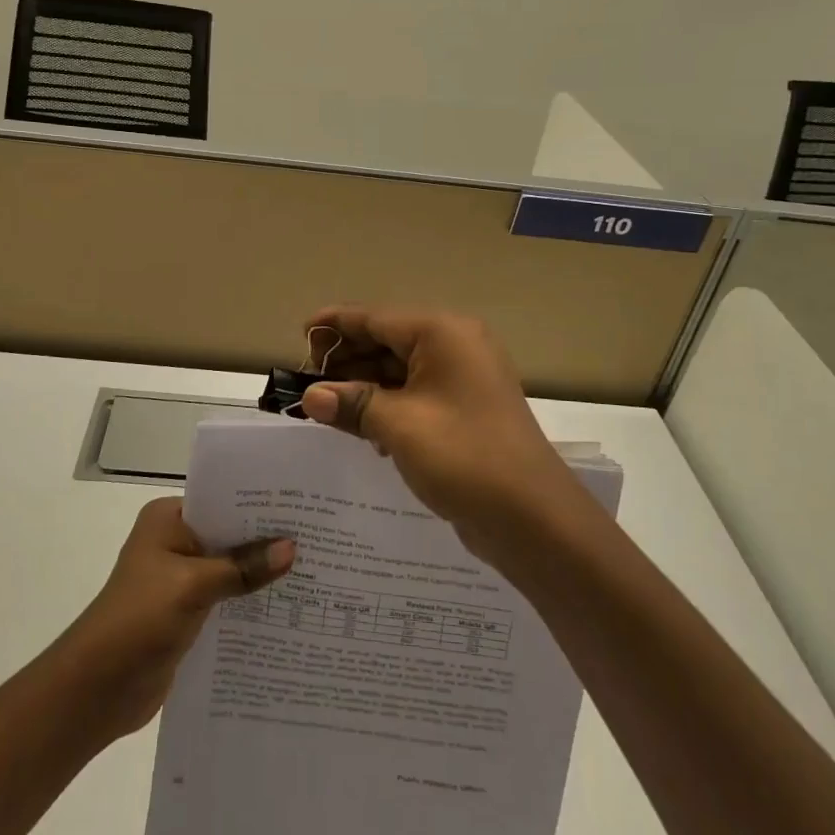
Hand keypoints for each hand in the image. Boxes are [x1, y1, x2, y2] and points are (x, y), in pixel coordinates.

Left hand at [58, 498, 293, 738]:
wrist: (97, 689)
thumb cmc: (138, 620)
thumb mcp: (193, 586)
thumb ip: (242, 568)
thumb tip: (292, 548)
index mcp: (169, 519)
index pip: (222, 500)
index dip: (260, 505)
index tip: (304, 507)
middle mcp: (175, 542)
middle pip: (229, 535)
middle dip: (267, 541)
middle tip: (319, 539)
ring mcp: (180, 579)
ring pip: (231, 569)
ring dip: (261, 575)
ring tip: (315, 572)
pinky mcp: (187, 614)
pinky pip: (226, 599)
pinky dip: (249, 603)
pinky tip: (288, 609)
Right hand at [298, 306, 585, 558]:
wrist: (534, 517)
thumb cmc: (463, 456)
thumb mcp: (397, 426)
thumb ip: (351, 403)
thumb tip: (310, 396)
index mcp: (442, 333)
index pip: (375, 317)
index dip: (334, 325)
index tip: (300, 334)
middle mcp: (456, 346)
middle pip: (387, 340)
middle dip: (346, 360)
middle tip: (307, 382)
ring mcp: (465, 378)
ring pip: (400, 370)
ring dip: (364, 385)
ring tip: (325, 406)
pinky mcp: (466, 409)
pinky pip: (416, 394)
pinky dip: (387, 404)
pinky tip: (362, 428)